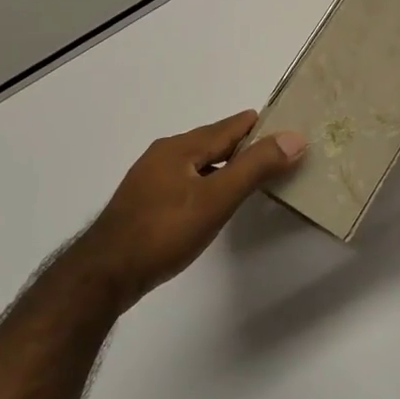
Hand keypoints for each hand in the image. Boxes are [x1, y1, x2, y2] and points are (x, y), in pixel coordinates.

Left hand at [76, 110, 305, 311]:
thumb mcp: (216, 198)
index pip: (230, 126)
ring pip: (198, 162)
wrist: (106, 273)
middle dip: (244, 144)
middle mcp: (164, 155)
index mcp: (181, 147)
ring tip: (253, 173)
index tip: (288, 125)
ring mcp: (151, 179)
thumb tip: (294, 137)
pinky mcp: (145, 203)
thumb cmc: (164, 232)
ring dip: (226, 164)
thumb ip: (255, 167)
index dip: (259, 126)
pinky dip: (209, 181)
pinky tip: (214, 199)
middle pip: (213, 142)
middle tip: (278, 150)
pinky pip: (186, 180)